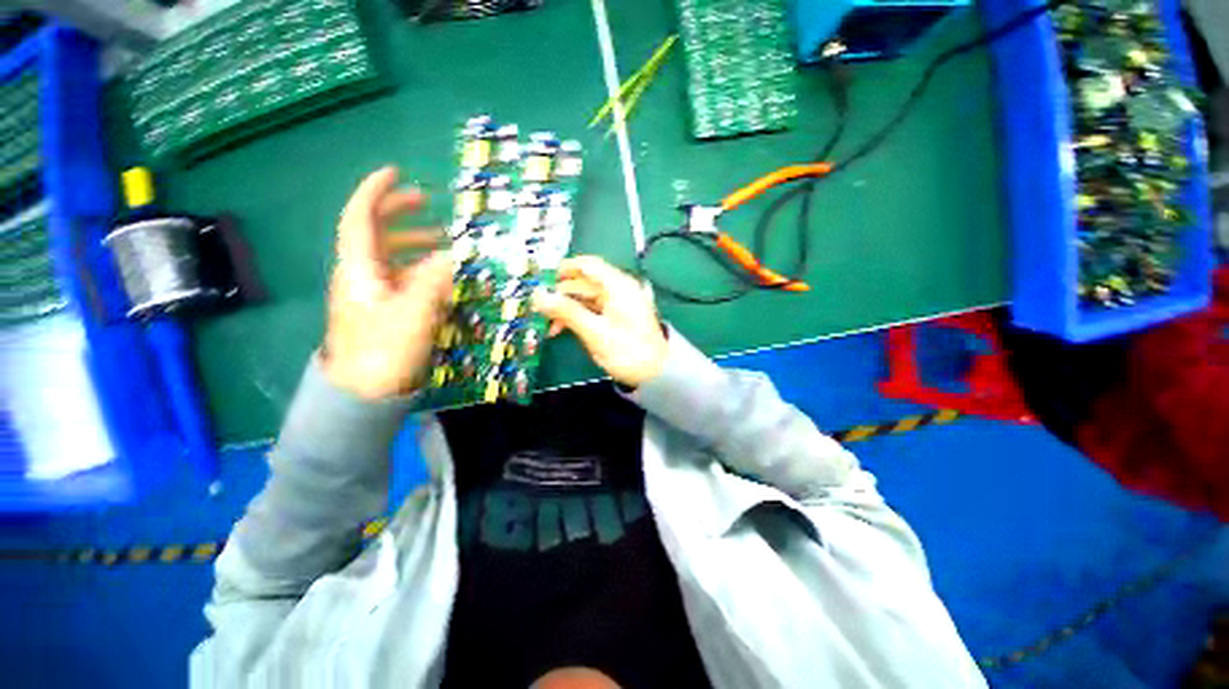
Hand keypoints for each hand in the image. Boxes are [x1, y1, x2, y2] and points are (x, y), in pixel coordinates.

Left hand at [322, 167, 451, 399]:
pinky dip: (420, 269)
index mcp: (359, 268)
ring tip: (443, 243)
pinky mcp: (383, 310)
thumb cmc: (383, 350)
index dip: (376, 192)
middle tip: (427, 204)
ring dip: (414, 243)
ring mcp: (372, 293)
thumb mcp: (413, 312)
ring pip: (390, 256)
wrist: (364, 392)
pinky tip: (441, 276)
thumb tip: (456, 254)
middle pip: (373, 232)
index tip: (395, 172)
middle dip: (399, 214)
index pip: (359, 217)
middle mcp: (361, 274)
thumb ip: (435, 280)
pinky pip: (401, 278)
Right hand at [532, 256, 667, 387]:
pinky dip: (578, 317)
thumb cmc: (627, 352)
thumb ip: (566, 311)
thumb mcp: (594, 332)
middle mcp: (619, 289)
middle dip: (561, 295)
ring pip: (586, 298)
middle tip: (539, 309)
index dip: (564, 269)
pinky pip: (593, 309)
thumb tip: (538, 295)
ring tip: (548, 325)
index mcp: (618, 286)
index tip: (541, 280)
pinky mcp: (618, 316)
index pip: (588, 265)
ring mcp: (619, 303)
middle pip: (585, 283)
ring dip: (567, 309)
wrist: (656, 374)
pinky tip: (562, 329)